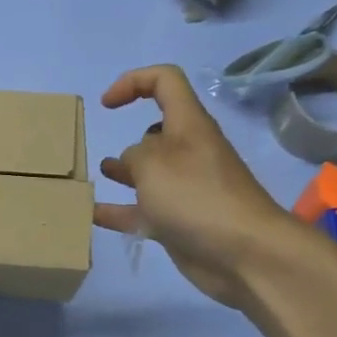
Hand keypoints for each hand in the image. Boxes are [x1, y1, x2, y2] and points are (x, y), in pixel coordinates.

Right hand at [95, 65, 294, 307]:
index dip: (133, 82)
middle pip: (158, 132)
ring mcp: (186, 189)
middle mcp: (189, 153)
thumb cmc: (196, 196)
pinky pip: (143, 211)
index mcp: (188, 126)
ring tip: (100, 174)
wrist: (244, 253)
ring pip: (149, 173)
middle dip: (131, 135)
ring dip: (124, 171)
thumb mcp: (152, 162)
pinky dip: (119, 211)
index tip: (107, 105)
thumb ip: (133, 155)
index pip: (165, 82)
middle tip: (103, 146)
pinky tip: (92, 215)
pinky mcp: (180, 223)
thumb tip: (132, 163)